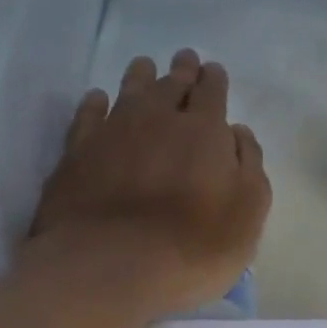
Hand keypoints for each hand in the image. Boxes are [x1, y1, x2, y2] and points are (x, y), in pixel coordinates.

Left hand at [29, 50, 270, 319]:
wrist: (109, 268)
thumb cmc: (192, 248)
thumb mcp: (247, 216)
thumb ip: (249, 168)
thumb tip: (238, 133)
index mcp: (204, 131)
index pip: (212, 92)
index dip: (214, 80)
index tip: (213, 72)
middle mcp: (158, 119)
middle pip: (171, 84)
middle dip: (182, 71)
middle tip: (185, 59)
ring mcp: (112, 132)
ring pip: (129, 90)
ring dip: (141, 77)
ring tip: (145, 67)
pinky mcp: (76, 154)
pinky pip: (88, 115)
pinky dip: (95, 103)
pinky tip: (97, 99)